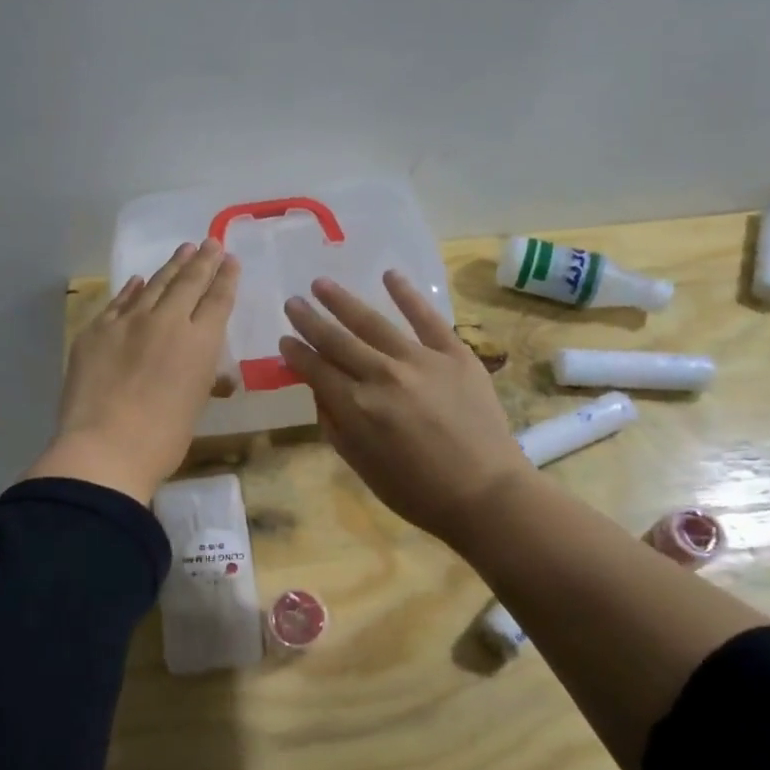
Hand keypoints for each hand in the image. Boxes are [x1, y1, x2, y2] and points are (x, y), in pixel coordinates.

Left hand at [28, 240, 240, 504]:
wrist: (105, 448)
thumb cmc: (163, 439)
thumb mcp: (195, 405)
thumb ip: (202, 375)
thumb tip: (205, 365)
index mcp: (200, 342)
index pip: (218, 300)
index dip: (226, 277)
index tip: (230, 260)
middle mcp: (168, 322)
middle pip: (189, 283)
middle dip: (203, 261)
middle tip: (211, 242)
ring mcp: (128, 322)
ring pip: (154, 285)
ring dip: (171, 266)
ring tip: (184, 250)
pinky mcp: (97, 330)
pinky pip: (119, 302)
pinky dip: (132, 289)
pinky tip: (138, 280)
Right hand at [279, 271, 533, 545]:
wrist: (485, 493)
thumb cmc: (417, 491)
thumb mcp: (361, 465)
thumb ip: (334, 423)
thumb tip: (318, 389)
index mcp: (356, 407)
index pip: (315, 369)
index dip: (296, 353)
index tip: (284, 339)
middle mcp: (381, 375)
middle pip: (337, 340)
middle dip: (310, 320)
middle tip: (293, 302)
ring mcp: (420, 360)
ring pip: (372, 322)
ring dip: (343, 301)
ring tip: (322, 284)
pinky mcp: (455, 353)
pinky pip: (427, 318)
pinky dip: (408, 295)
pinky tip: (389, 275)